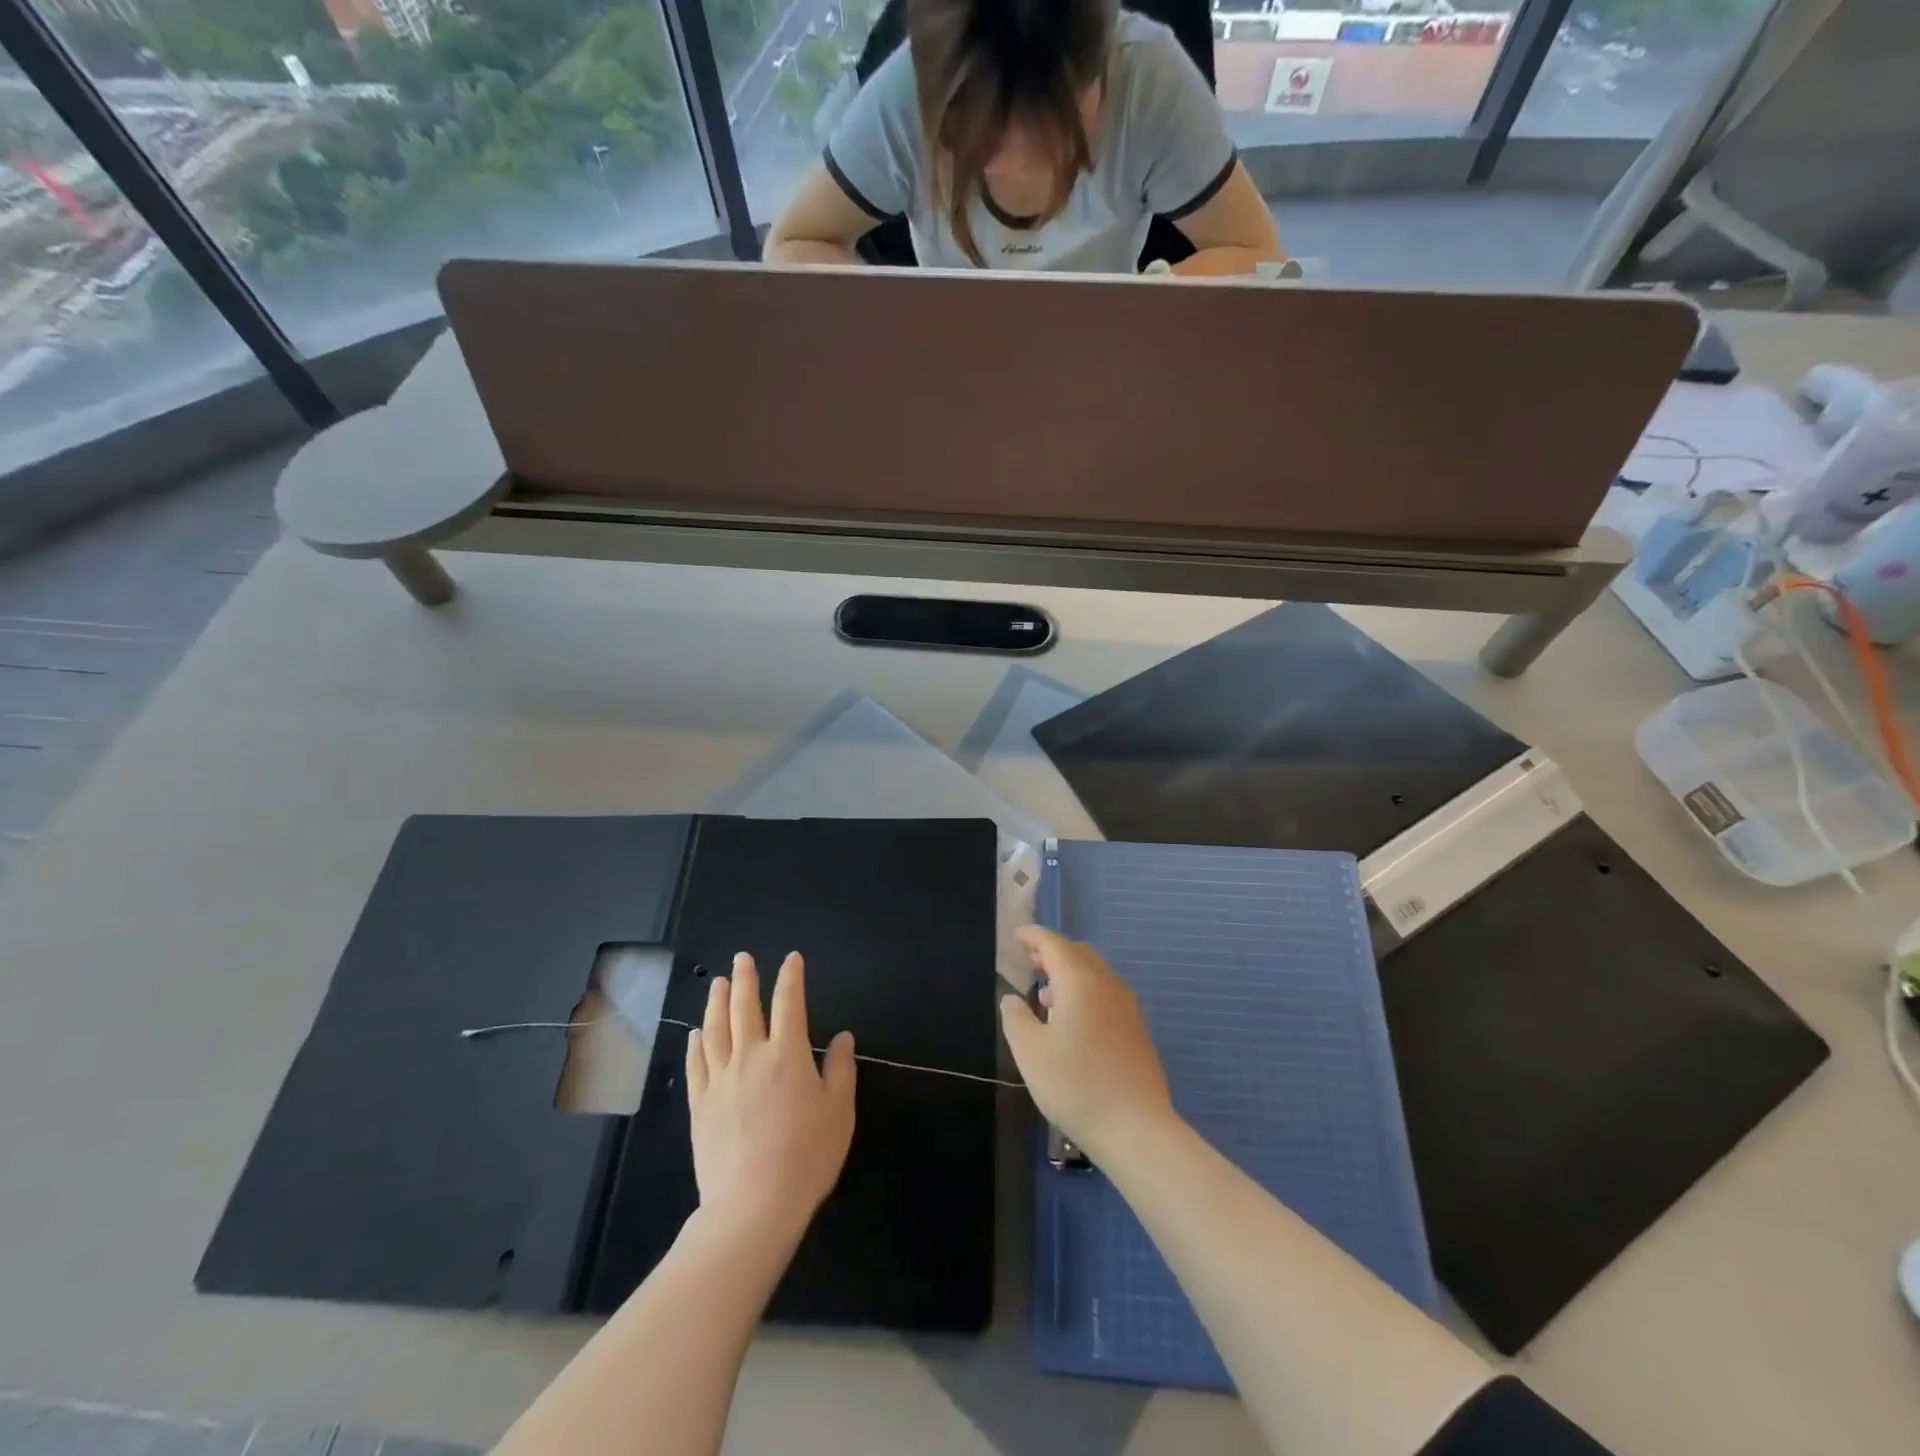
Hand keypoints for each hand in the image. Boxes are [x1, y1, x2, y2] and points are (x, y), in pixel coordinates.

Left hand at [686, 952, 855, 1240]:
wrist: (752, 1207)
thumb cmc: (806, 1158)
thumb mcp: (839, 1112)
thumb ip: (841, 1069)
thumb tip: (843, 1036)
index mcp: (788, 1054)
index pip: (789, 1003)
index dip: (790, 977)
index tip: (791, 959)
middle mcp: (750, 1056)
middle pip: (744, 1008)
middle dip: (744, 979)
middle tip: (742, 958)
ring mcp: (720, 1080)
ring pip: (715, 1029)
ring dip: (716, 1002)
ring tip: (717, 982)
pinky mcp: (700, 1105)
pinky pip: (696, 1064)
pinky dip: (696, 1043)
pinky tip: (696, 1033)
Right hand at [999, 927, 1175, 1160]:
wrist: (1136, 1128)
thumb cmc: (1076, 1085)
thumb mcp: (1031, 1053)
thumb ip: (1016, 1019)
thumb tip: (1013, 998)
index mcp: (1080, 982)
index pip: (1054, 944)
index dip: (1034, 936)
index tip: (1017, 936)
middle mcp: (1107, 985)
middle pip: (1079, 954)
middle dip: (1053, 952)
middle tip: (1030, 960)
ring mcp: (1127, 1007)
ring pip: (1095, 974)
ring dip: (1070, 974)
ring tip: (1046, 995)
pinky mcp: (1137, 1030)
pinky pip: (1107, 995)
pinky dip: (1086, 993)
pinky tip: (1073, 1022)